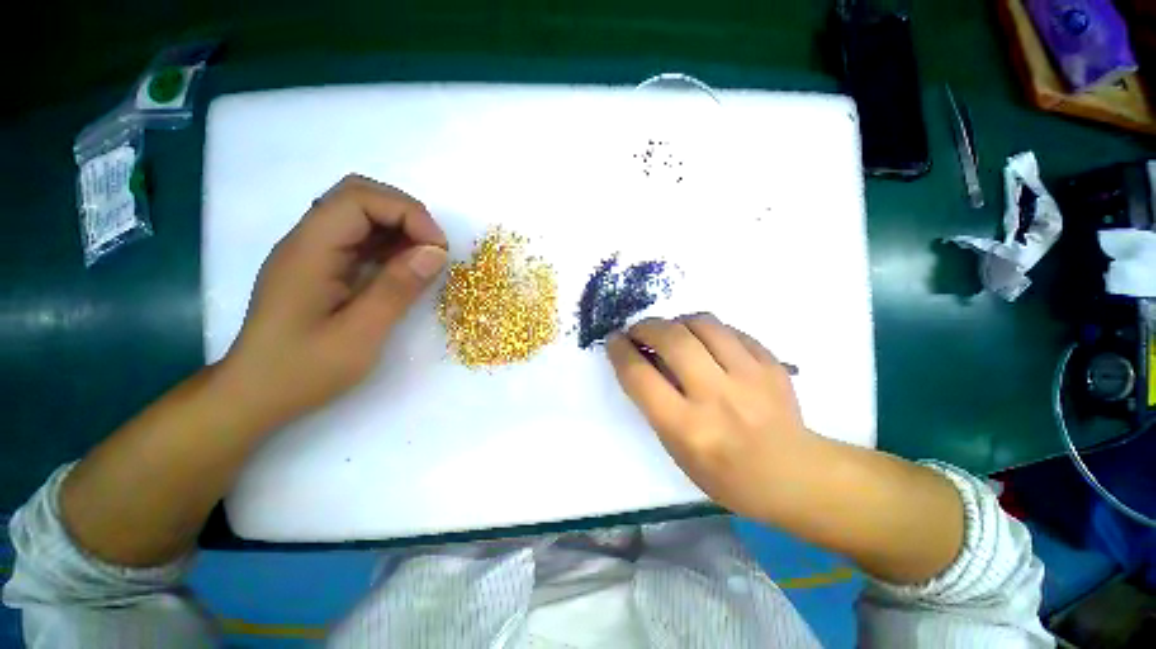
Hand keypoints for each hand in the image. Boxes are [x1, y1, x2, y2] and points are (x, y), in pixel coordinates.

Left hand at [222, 174, 447, 427]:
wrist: (255, 395)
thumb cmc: (303, 370)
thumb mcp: (360, 335)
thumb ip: (398, 289)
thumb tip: (436, 252)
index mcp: (310, 251)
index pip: (358, 198)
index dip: (406, 213)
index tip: (438, 249)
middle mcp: (307, 241)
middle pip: (358, 196)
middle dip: (405, 214)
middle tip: (434, 250)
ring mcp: (313, 252)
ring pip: (361, 215)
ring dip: (400, 229)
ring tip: (425, 261)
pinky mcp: (321, 267)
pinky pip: (360, 240)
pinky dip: (390, 246)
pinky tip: (405, 269)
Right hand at [607, 313, 814, 520]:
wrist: (792, 475)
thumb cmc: (724, 474)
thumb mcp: (677, 449)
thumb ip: (656, 403)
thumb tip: (643, 359)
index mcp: (687, 427)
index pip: (640, 376)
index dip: (620, 352)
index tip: (614, 341)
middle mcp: (716, 397)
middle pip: (671, 339)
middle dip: (645, 326)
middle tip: (639, 330)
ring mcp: (748, 376)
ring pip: (703, 324)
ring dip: (677, 321)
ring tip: (672, 331)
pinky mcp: (770, 364)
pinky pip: (730, 329)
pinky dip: (708, 329)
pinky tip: (704, 340)